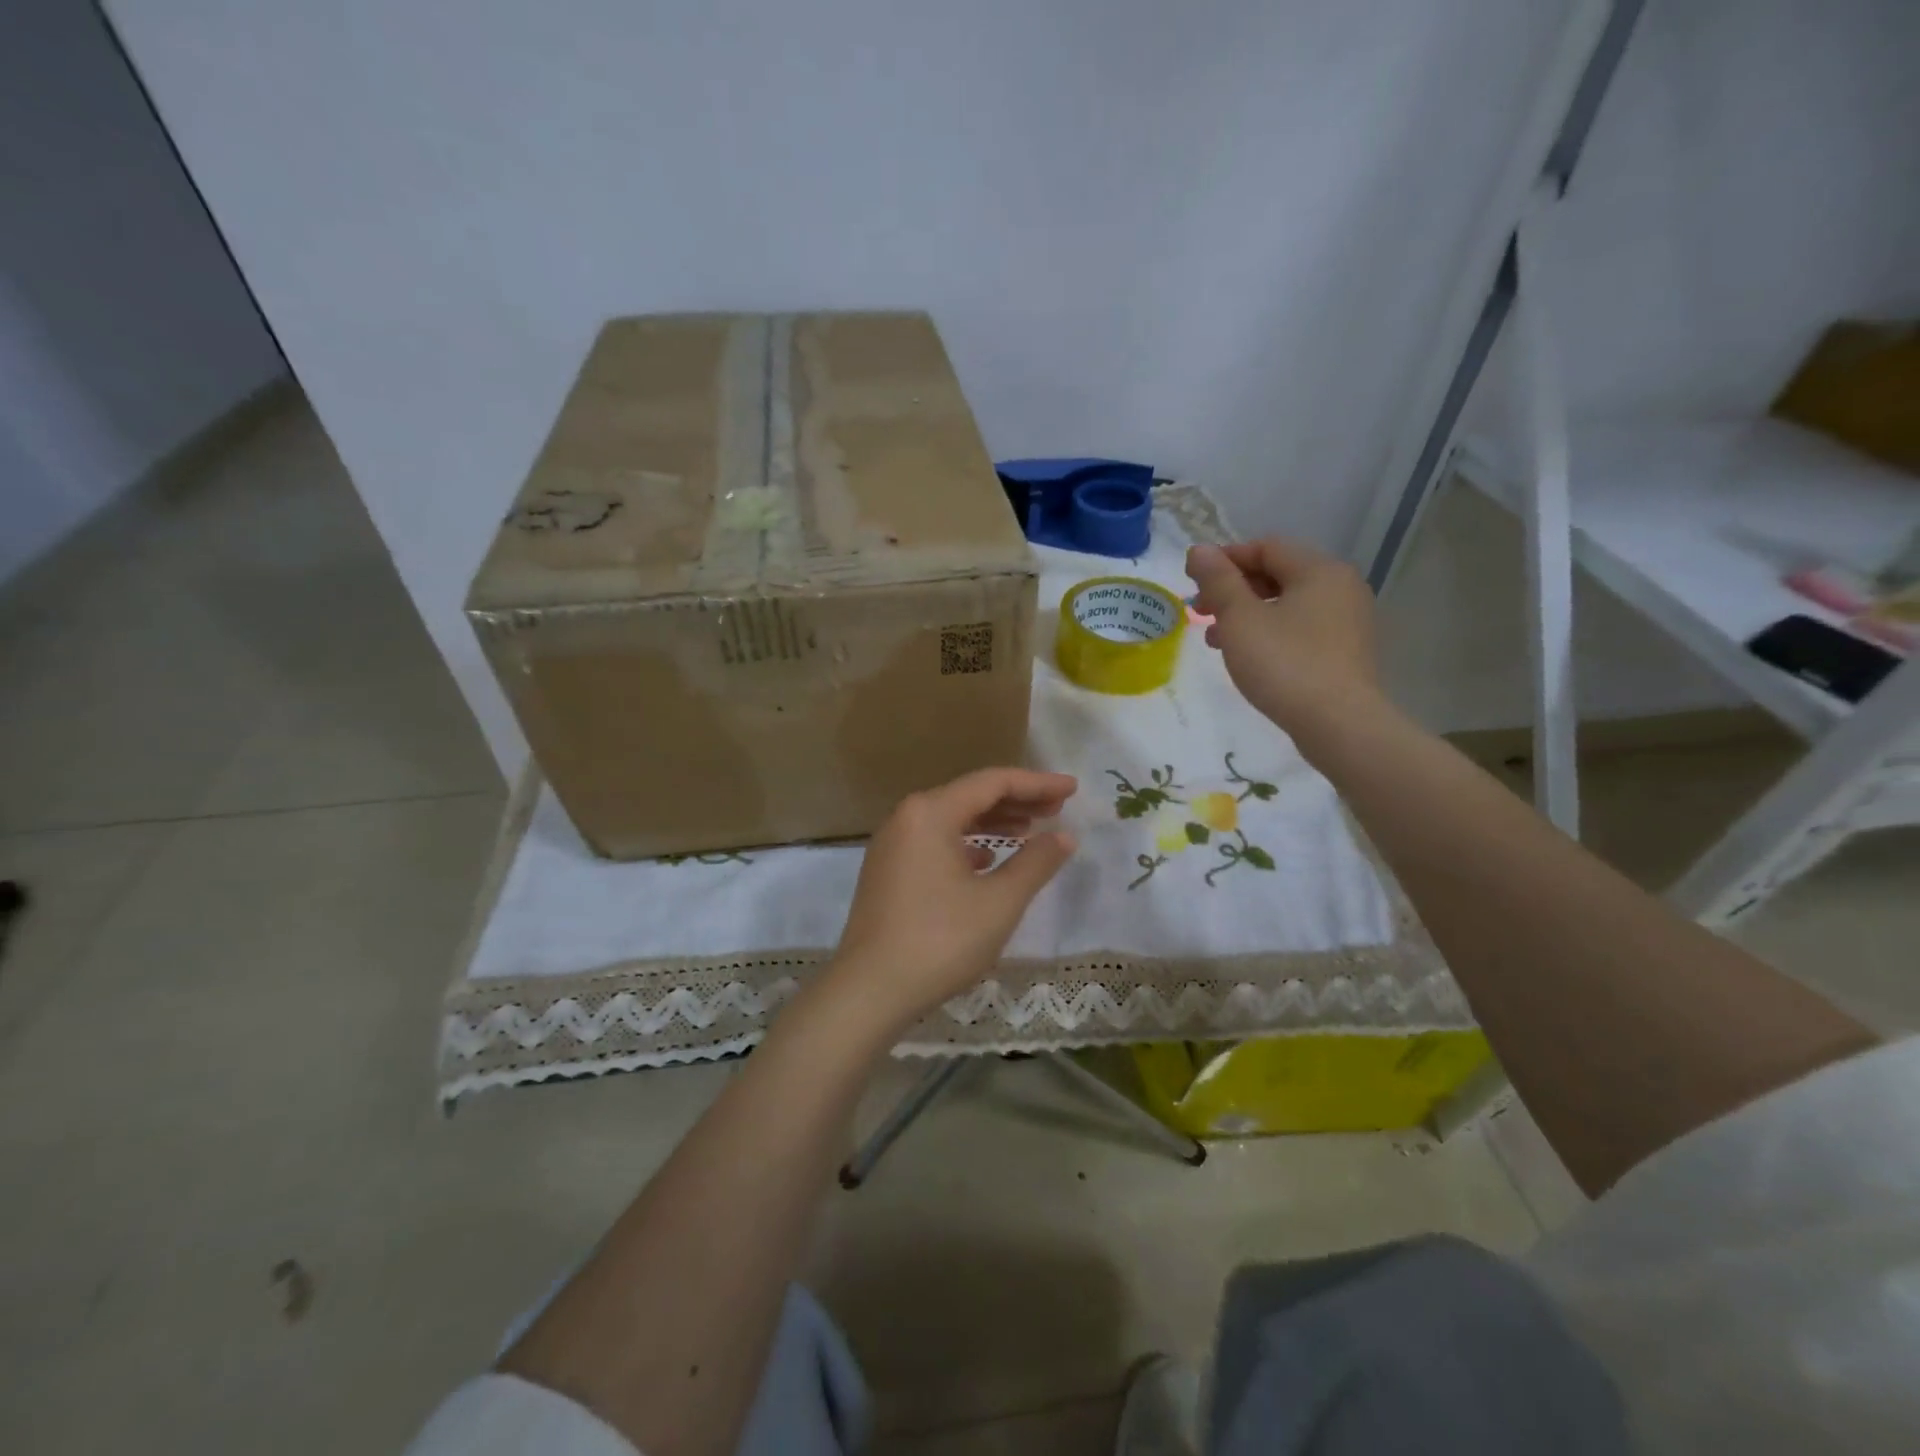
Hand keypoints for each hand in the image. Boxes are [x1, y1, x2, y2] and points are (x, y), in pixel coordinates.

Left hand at [817, 768, 1077, 1036]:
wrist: (870, 991)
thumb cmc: (940, 940)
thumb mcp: (999, 902)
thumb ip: (1036, 862)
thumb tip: (1064, 836)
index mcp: (930, 812)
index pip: (992, 782)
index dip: (1037, 783)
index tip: (1072, 789)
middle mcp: (906, 817)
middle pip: (970, 796)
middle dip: (1017, 800)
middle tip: (1058, 809)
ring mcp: (892, 845)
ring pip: (951, 820)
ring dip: (992, 823)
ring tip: (1030, 832)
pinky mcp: (887, 871)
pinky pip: (935, 842)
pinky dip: (966, 845)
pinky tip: (988, 861)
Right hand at [1185, 537, 1380, 735]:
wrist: (1337, 724)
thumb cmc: (1284, 663)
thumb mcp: (1240, 618)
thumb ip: (1218, 580)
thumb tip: (1199, 550)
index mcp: (1319, 570)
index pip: (1266, 547)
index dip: (1225, 559)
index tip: (1192, 581)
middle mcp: (1340, 587)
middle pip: (1277, 574)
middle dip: (1233, 589)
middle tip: (1199, 611)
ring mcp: (1347, 621)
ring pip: (1286, 604)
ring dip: (1246, 614)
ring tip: (1215, 640)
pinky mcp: (1345, 652)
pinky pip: (1300, 629)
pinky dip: (1269, 633)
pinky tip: (1247, 657)